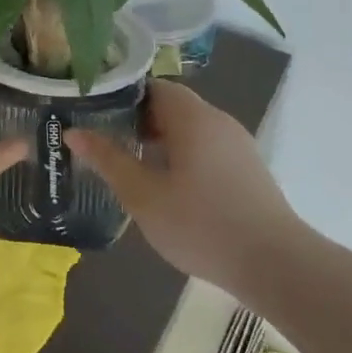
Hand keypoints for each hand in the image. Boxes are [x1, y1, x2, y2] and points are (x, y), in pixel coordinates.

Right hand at [66, 82, 306, 295]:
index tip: (95, 113)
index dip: (122, 96)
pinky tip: (169, 187)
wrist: (277, 265)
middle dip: (138, 120)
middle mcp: (218, 121)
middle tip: (107, 141)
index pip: (153, 86)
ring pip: (190, 129)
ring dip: (160, 140)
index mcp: (193, 117)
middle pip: (172, 106)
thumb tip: (74, 133)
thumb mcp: (143, 195)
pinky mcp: (248, 169)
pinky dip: (183, 155)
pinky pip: (207, 147)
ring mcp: (238, 145)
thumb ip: (108, 160)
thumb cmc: (201, 224)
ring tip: (132, 165)